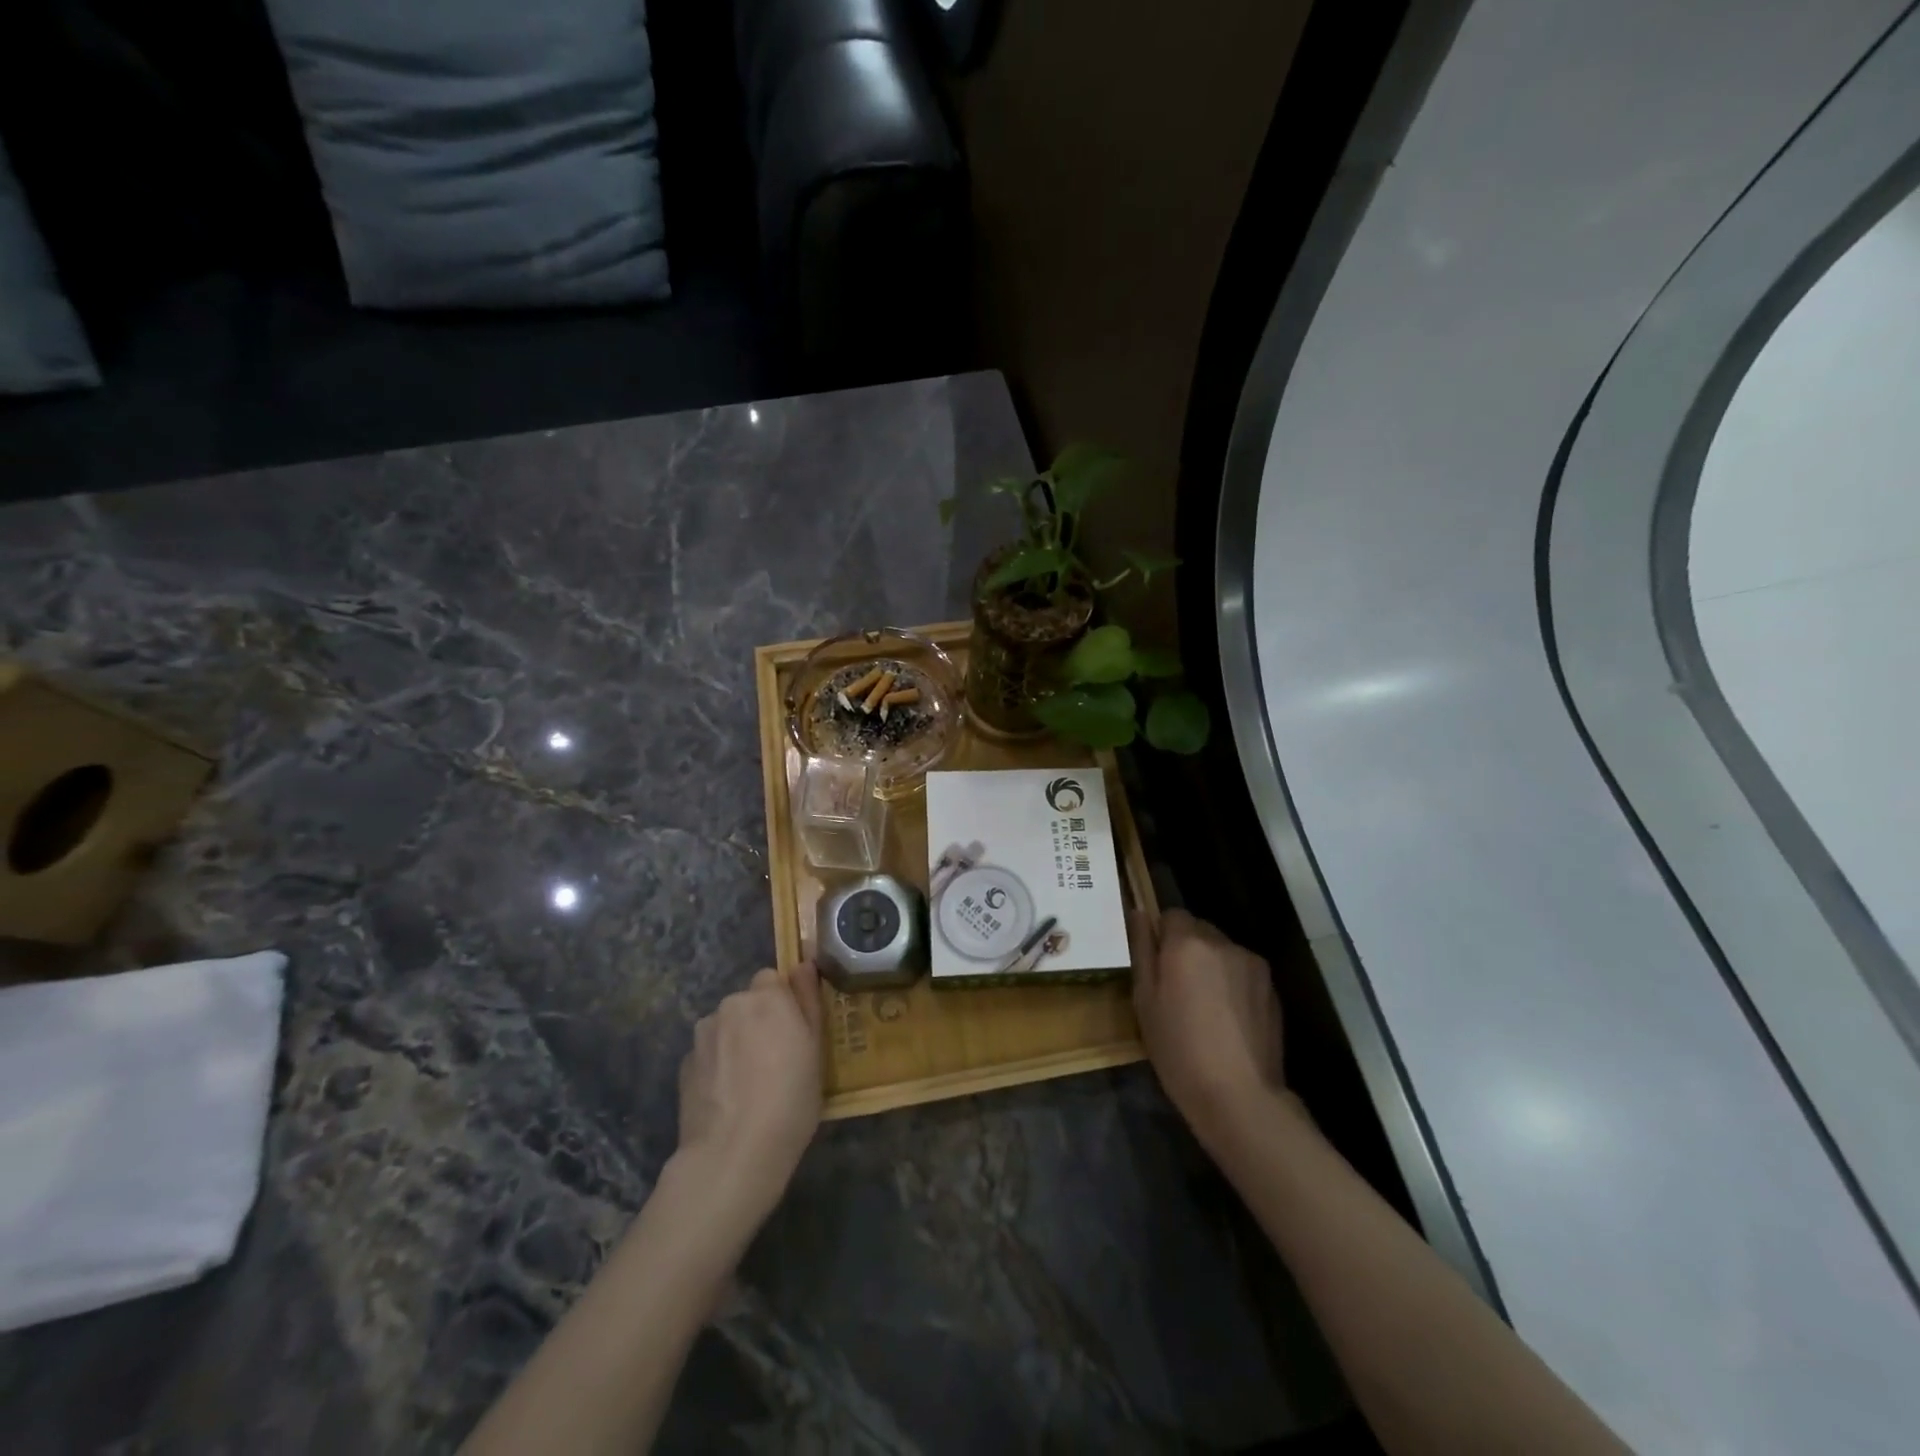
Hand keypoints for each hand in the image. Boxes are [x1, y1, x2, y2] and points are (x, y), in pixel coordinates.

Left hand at [673, 962, 823, 1231]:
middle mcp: (731, 1005)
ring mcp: (702, 1034)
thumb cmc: (789, 1099)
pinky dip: (718, 1066)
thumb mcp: (816, 1049)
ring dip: (736, 1042)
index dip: (783, 1002)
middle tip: (776, 1060)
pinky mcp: (684, 1064)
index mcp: (767, 997)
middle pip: (747, 1002)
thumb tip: (804, 964)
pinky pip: (709, 1053)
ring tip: (749, 1083)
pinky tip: (728, 1098)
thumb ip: (808, 999)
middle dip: (759, 1021)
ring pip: (726, 1027)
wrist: (732, 1153)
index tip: (793, 1032)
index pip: (773, 979)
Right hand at [1131, 909, 1285, 1150]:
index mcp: (1187, 942)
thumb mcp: (1144, 1000)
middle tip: (1177, 990)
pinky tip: (1228, 1021)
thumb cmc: (1178, 1049)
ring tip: (1205, 1009)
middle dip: (1186, 950)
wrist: (1239, 1096)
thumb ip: (1142, 950)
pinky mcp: (1272, 988)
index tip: (1157, 967)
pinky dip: (1232, 985)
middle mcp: (1223, 942)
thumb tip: (1139, 914)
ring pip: (1222, 952)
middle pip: (1199, 930)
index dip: (1161, 937)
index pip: (1171, 914)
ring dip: (1211, 966)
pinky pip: (1243, 972)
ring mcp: (1252, 964)